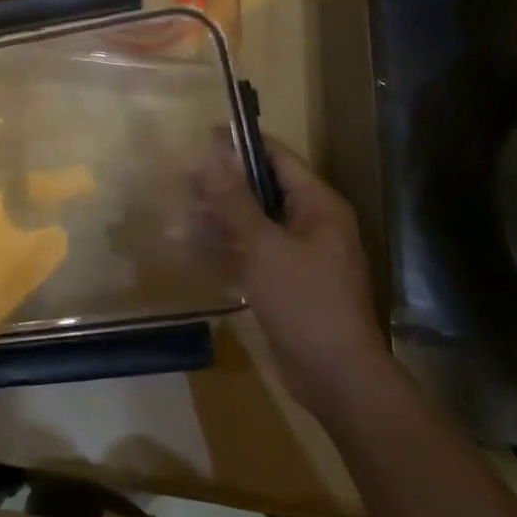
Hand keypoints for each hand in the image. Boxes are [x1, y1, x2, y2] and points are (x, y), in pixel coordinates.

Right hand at [188, 137, 387, 409]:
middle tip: (182, 181)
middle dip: (222, 185)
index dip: (240, 144)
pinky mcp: (287, 283)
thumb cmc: (305, 301)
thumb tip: (212, 152)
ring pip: (253, 223)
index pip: (276, 157)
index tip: (201, 138)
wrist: (337, 378)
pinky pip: (253, 254)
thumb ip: (234, 199)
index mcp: (317, 205)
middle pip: (262, 189)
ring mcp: (300, 255)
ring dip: (218, 219)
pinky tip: (193, 250)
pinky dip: (226, 249)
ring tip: (179, 215)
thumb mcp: (263, 245)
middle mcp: (311, 223)